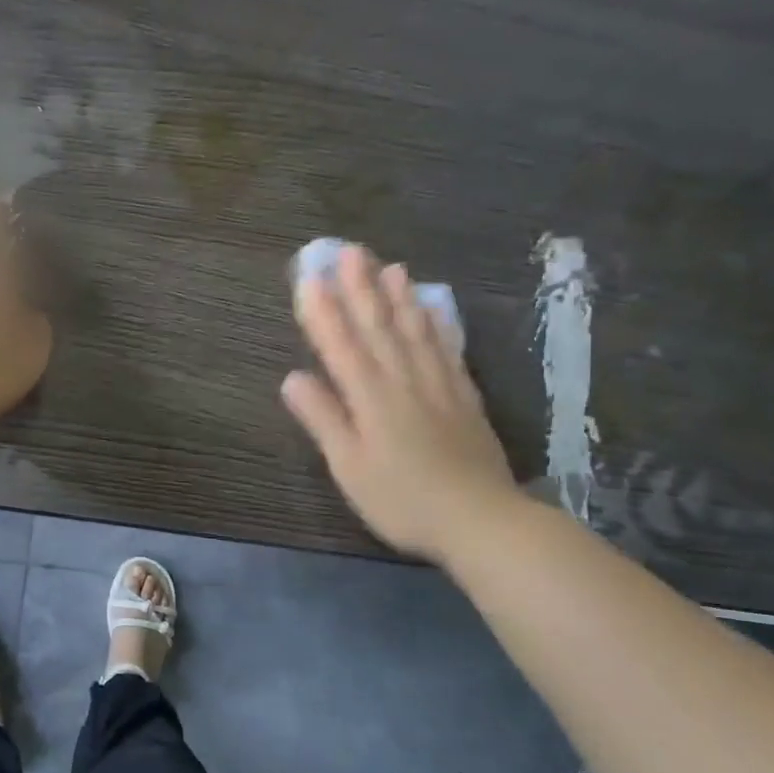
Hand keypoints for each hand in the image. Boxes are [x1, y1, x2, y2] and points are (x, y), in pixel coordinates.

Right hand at [282, 244, 520, 561]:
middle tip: (349, 251)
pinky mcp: (464, 397)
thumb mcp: (350, 467)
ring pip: (415, 331)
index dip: (323, 311)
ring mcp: (438, 386)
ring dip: (399, 297)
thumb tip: (292, 378)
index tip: (309, 277)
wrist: (481, 520)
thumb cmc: (403, 499)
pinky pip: (447, 349)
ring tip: (389, 266)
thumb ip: (324, 419)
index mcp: (371, 398)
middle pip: (379, 327)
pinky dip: (437, 324)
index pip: (341, 345)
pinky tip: (432, 309)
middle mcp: (404, 381)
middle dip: (361, 288)